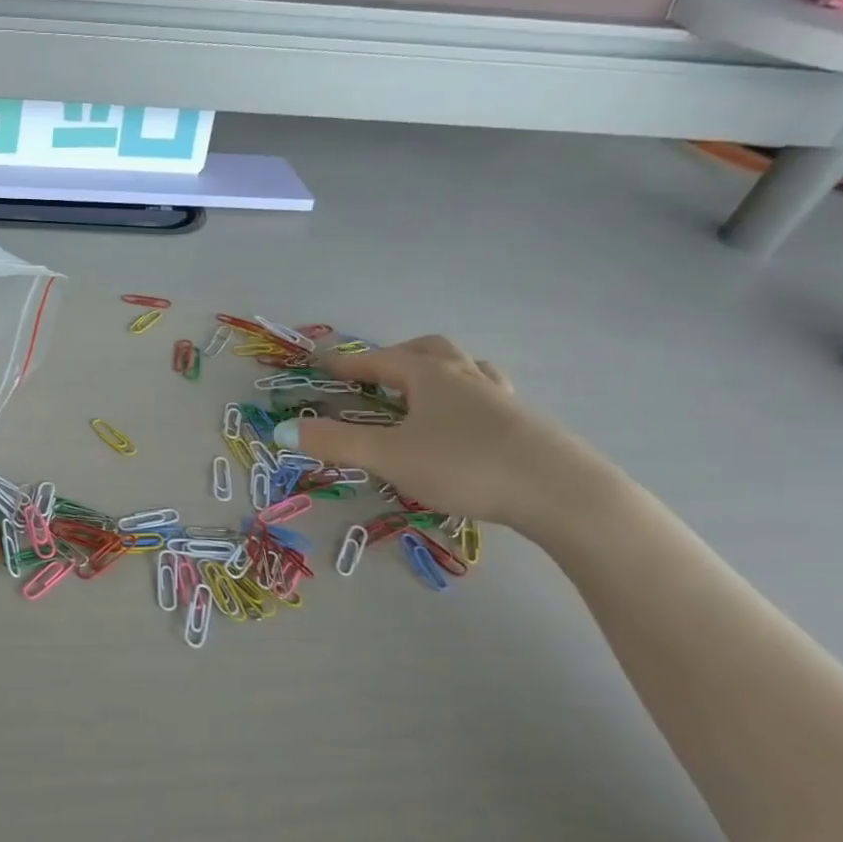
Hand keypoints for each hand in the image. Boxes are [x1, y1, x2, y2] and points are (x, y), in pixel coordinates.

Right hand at [279, 336, 606, 532]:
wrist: (559, 491)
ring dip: (435, 372)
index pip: (378, 360)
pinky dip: (464, 398)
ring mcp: (500, 396)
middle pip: (427, 350)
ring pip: (463, 369)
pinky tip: (463, 423)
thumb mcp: (389, 456)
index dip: (346, 363)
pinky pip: (486, 395)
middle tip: (374, 376)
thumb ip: (336, 442)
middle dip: (395, 357)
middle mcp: (465, 376)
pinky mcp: (523, 422)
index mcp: (430, 375)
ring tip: (420, 393)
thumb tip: (283, 430)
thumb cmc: (464, 464)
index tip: (320, 364)